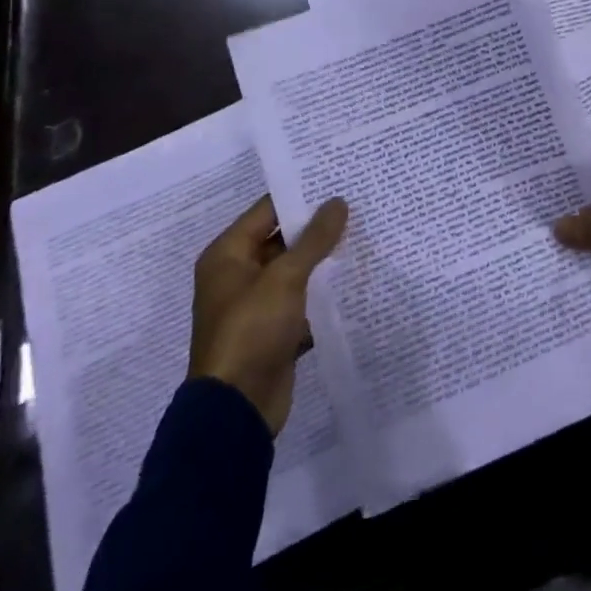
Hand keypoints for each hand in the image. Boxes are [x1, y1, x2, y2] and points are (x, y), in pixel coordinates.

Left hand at [189, 195, 347, 433]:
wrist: (237, 410)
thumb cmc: (251, 330)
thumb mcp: (285, 278)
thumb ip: (314, 239)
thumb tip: (338, 202)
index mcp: (228, 255)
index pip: (267, 211)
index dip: (301, 195)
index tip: (336, 180)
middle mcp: (238, 275)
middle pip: (281, 239)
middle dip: (317, 227)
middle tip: (357, 204)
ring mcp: (255, 304)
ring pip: (294, 270)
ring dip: (322, 259)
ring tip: (362, 235)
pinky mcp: (273, 330)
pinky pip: (301, 299)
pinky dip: (322, 291)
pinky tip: (354, 279)